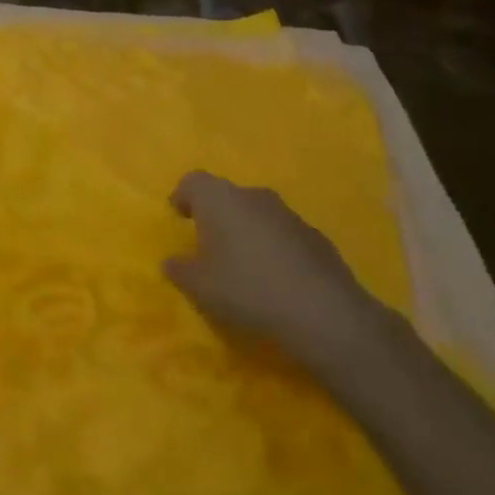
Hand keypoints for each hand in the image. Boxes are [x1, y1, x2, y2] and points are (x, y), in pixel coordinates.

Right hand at [163, 171, 386, 368]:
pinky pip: (282, 235)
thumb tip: (172, 262)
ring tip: (241, 265)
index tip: (178, 217)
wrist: (323, 312)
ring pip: (257, 214)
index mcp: (220, 200)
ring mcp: (290, 215)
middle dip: (216, 215)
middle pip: (227, 196)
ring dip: (246, 232)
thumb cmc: (246, 289)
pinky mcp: (316, 238)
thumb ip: (180, 269)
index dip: (183, 196)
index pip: (194, 181)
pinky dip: (273, 248)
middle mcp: (254, 197)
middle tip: (208, 244)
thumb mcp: (199, 286)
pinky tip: (274, 279)